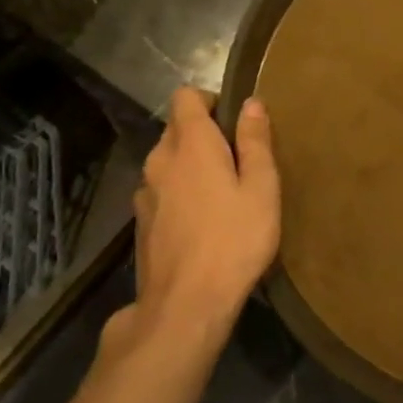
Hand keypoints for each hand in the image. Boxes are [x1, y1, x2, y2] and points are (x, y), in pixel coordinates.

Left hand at [129, 88, 280, 339]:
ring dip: (191, 165)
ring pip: (168, 161)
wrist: (185, 305)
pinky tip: (203, 221)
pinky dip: (180, 192)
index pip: (185, 96)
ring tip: (223, 193)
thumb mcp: (261, 188)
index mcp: (190, 144)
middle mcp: (159, 160)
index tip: (235, 122)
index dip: (210, 100)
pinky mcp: (141, 223)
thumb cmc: (234, 240)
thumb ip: (255, 142)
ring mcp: (144, 193)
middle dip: (205, 134)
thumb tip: (252, 103)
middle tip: (239, 161)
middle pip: (177, 129)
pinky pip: (162, 190)